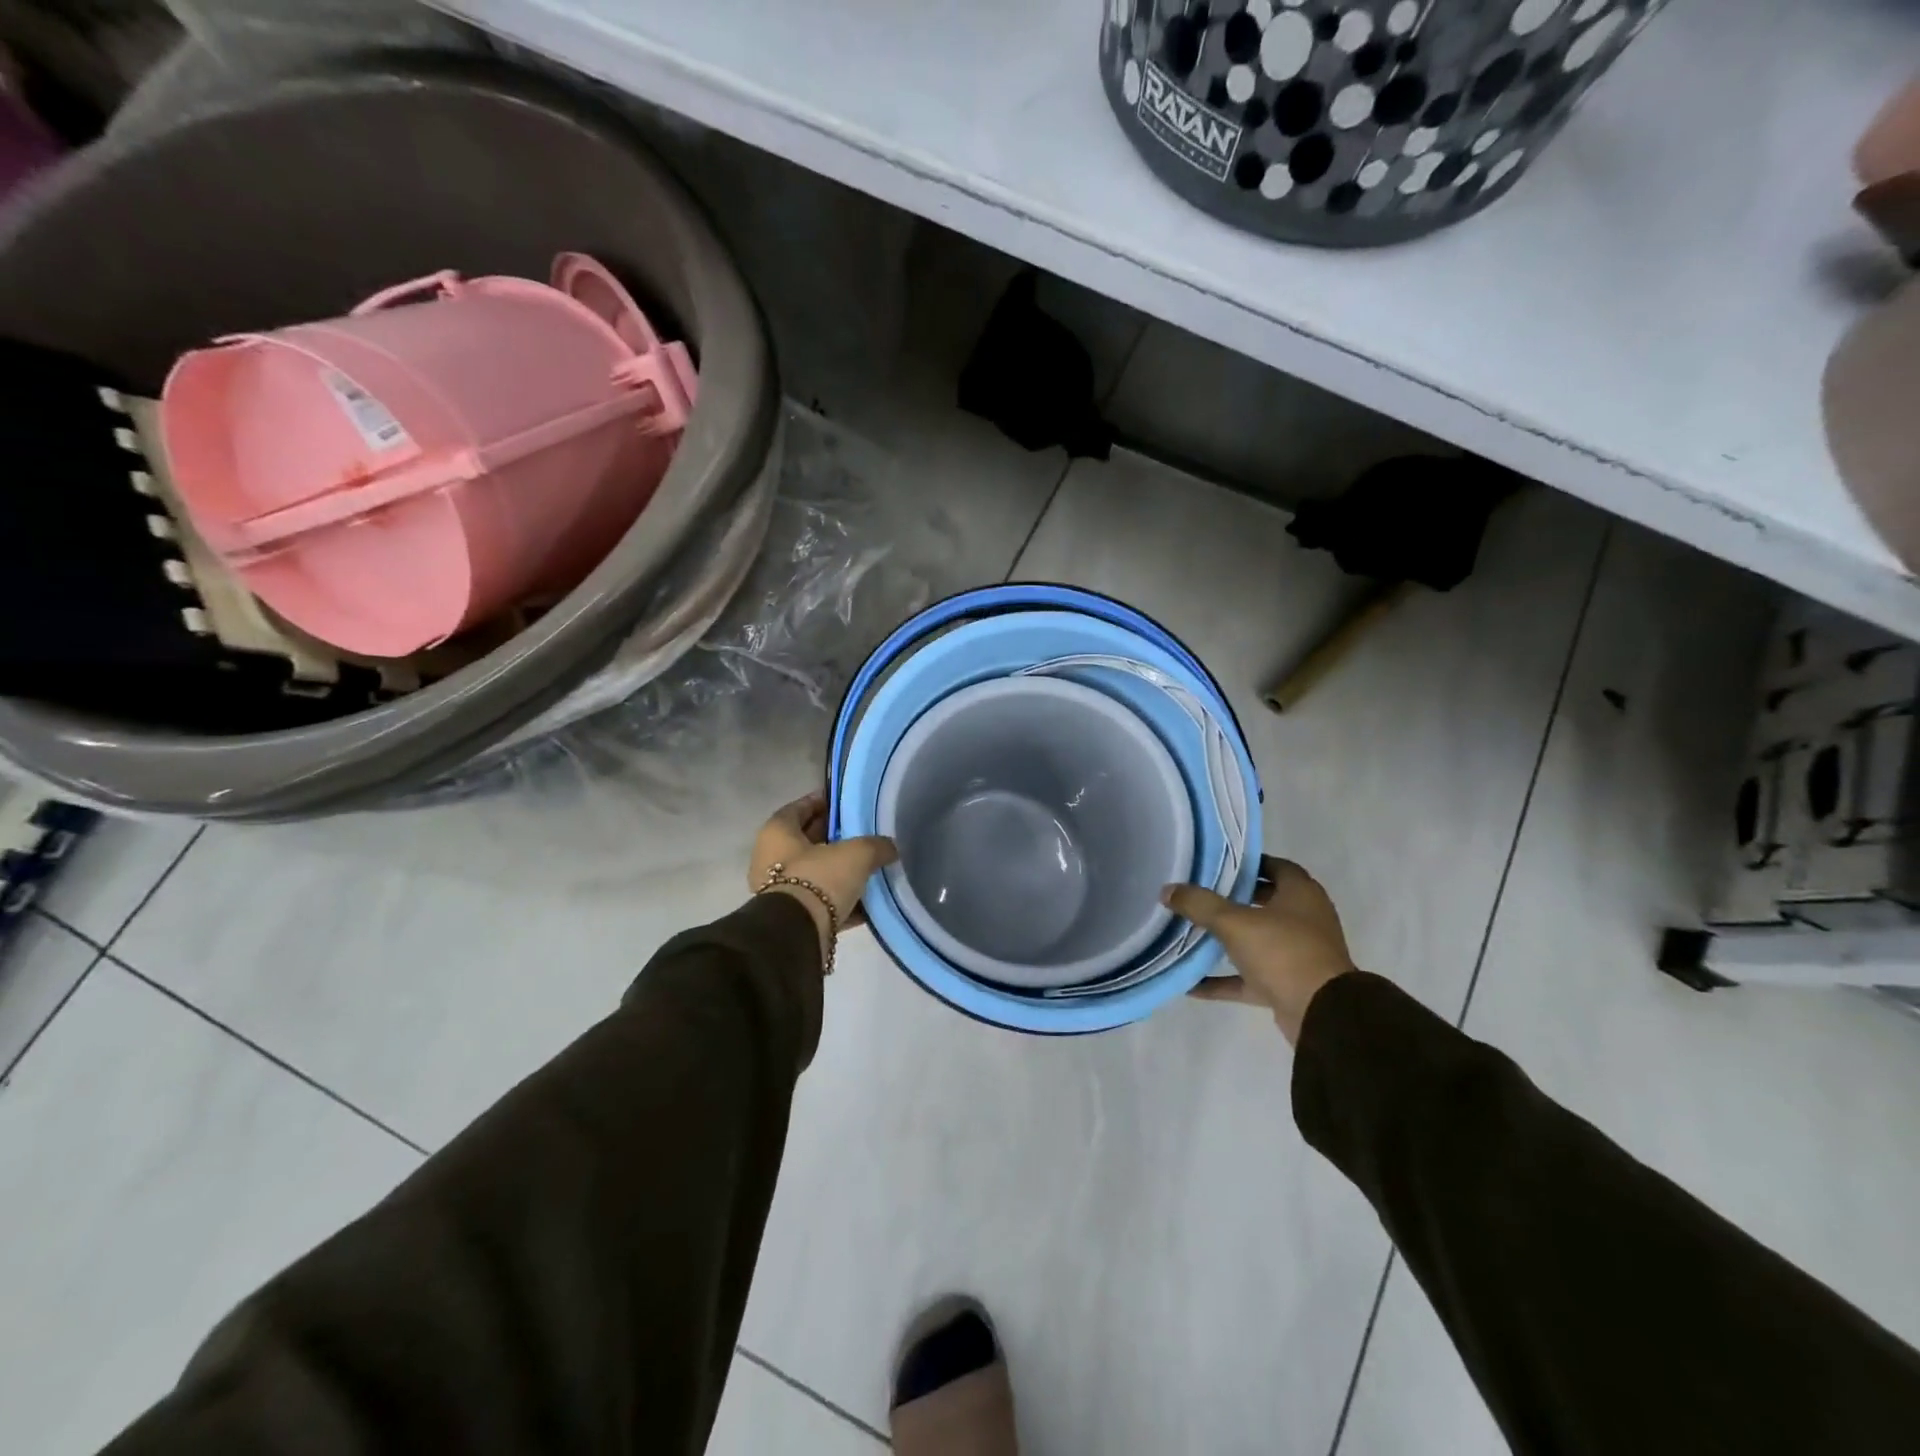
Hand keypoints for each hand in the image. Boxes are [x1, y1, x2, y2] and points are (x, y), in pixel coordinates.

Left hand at [750, 793, 897, 960]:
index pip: (798, 809)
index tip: (842, 802)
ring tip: (868, 865)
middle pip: (805, 841)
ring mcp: (779, 890)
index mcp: (776, 833)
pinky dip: (840, 898)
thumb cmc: (819, 878)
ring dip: (837, 869)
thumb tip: (891, 848)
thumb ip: (876, 846)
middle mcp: (770, 858)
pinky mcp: (792, 917)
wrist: (799, 934)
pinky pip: (820, 900)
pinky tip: (867, 900)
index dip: (820, 802)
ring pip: (814, 872)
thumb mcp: (857, 853)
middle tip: (860, 832)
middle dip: (832, 836)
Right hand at [1164, 857, 1356, 1043]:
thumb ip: (1200, 904)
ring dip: (1227, 939)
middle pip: (1265, 902)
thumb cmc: (1283, 952)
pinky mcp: (1288, 985)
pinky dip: (1223, 980)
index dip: (1248, 863)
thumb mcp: (1234, 922)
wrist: (1321, 1014)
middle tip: (1199, 893)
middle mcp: (1304, 920)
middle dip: (1233, 899)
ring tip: (1191, 932)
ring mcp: (1297, 954)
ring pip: (1257, 940)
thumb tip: (1167, 890)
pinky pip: (1249, 978)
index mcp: (1301, 894)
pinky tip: (1191, 984)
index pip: (1275, 866)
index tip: (1217, 863)